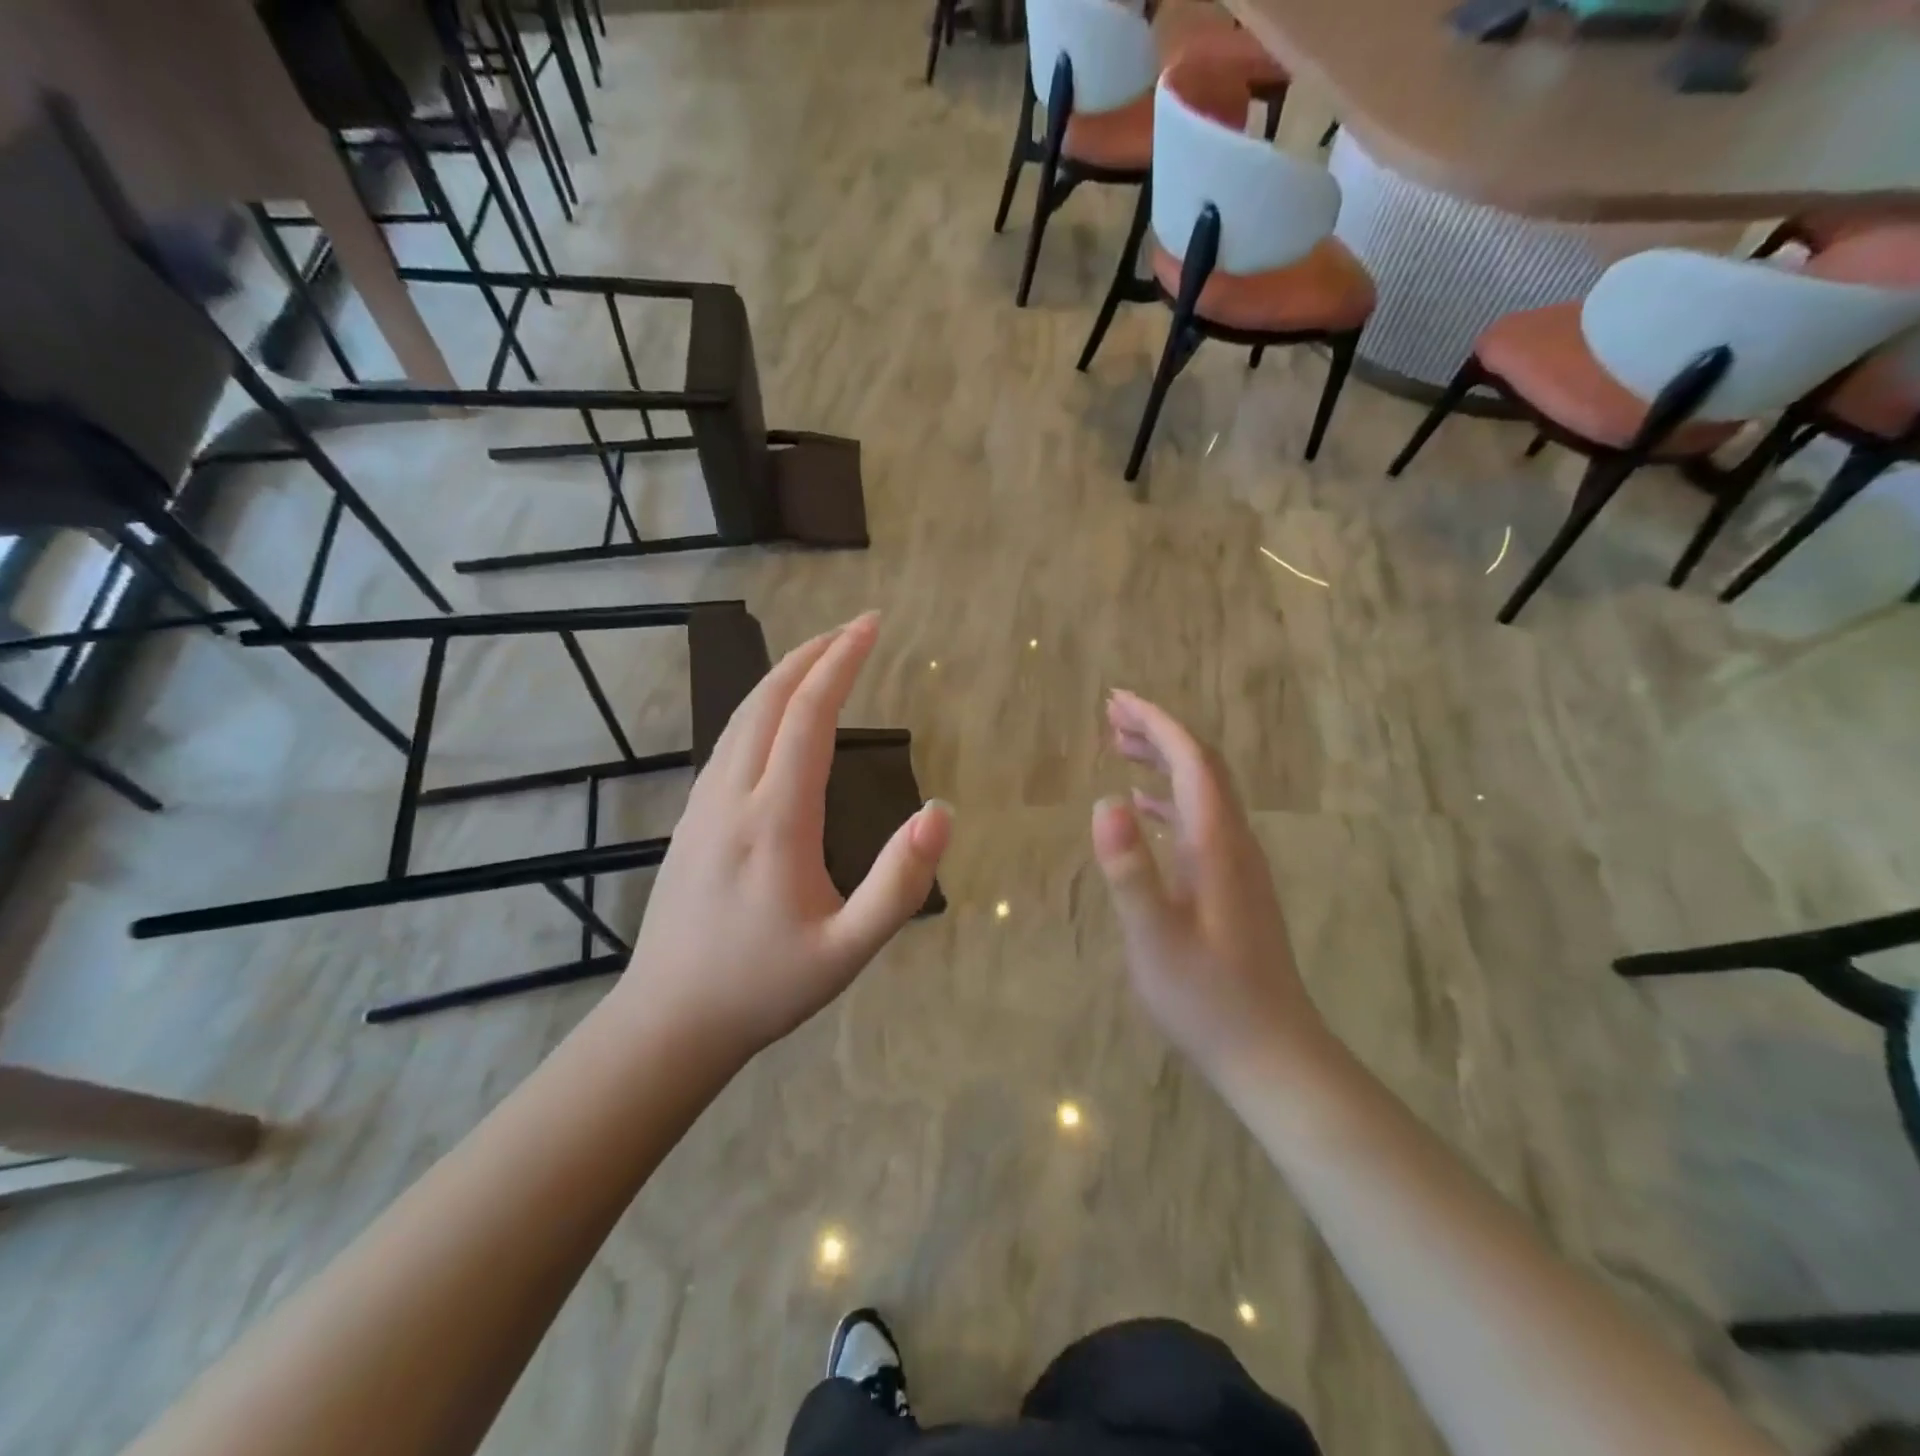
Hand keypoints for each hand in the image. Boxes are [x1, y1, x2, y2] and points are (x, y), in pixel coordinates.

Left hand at [612, 612, 951, 1056]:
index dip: (841, 664)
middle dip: (813, 654)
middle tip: (853, 627)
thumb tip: (940, 812)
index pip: (809, 717)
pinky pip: (727, 742)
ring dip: (782, 676)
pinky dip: (759, 707)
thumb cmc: (766, 986)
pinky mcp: (690, 818)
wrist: (669, 1020)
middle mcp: (733, 796)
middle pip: (769, 701)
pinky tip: (775, 715)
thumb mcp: (849, 949)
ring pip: (740, 716)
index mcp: (776, 820)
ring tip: (820, 656)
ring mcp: (703, 804)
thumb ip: (900, 883)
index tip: (870, 626)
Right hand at [1091, 690, 1325, 1081]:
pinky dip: (1169, 799)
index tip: (1117, 700)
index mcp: (1217, 844)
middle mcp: (1234, 842)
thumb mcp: (1155, 938)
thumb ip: (1131, 871)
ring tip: (1120, 746)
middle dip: (1159, 731)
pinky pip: (1200, 820)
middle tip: (1111, 714)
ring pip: (1202, 791)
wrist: (1270, 1051)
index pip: (1192, 760)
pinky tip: (1143, 808)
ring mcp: (1238, 863)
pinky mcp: (1233, 884)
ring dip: (1164, 760)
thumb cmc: (1207, 997)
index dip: (1157, 723)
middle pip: (1201, 766)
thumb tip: (1105, 802)